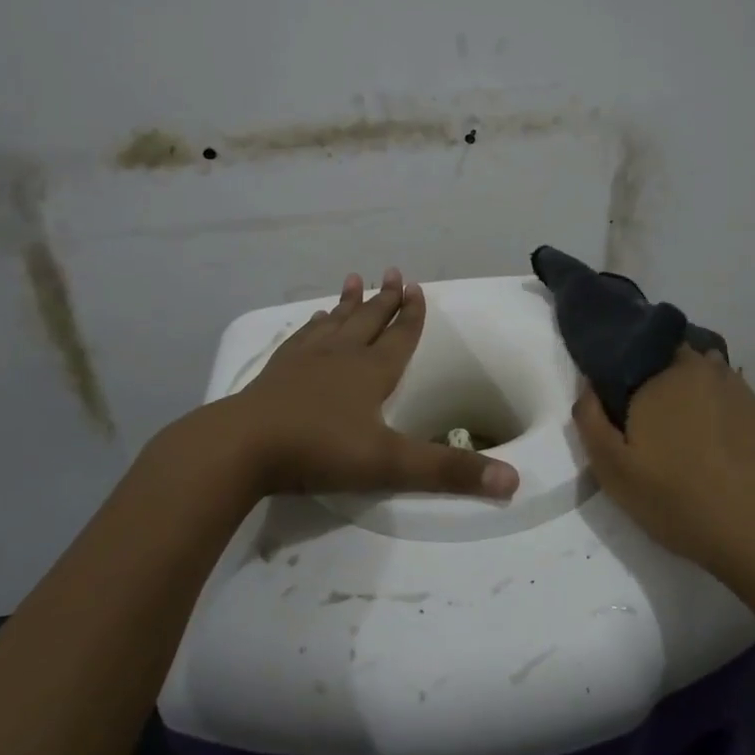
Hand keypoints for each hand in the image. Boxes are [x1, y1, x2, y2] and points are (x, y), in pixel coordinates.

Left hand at [144, 269, 520, 506]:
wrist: (241, 447)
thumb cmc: (320, 450)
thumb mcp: (391, 465)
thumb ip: (449, 473)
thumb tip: (512, 482)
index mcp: (371, 372)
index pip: (400, 336)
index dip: (412, 314)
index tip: (416, 286)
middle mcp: (341, 356)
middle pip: (368, 320)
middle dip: (384, 299)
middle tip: (393, 272)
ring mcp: (304, 361)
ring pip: (334, 322)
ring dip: (348, 303)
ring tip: (355, 280)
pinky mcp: (275, 372)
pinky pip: (301, 338)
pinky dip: (312, 325)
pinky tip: (311, 321)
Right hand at [573, 346, 754, 577]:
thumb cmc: (681, 498)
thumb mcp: (615, 470)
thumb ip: (591, 421)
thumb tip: (587, 385)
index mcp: (661, 372)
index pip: (627, 351)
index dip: (613, 375)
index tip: (609, 405)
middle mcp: (700, 366)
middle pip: (665, 360)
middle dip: (649, 380)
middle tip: (641, 425)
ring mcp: (736, 386)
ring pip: (697, 377)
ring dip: (684, 393)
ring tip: (676, 435)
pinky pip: (722, 397)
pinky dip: (711, 411)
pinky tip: (710, 446)